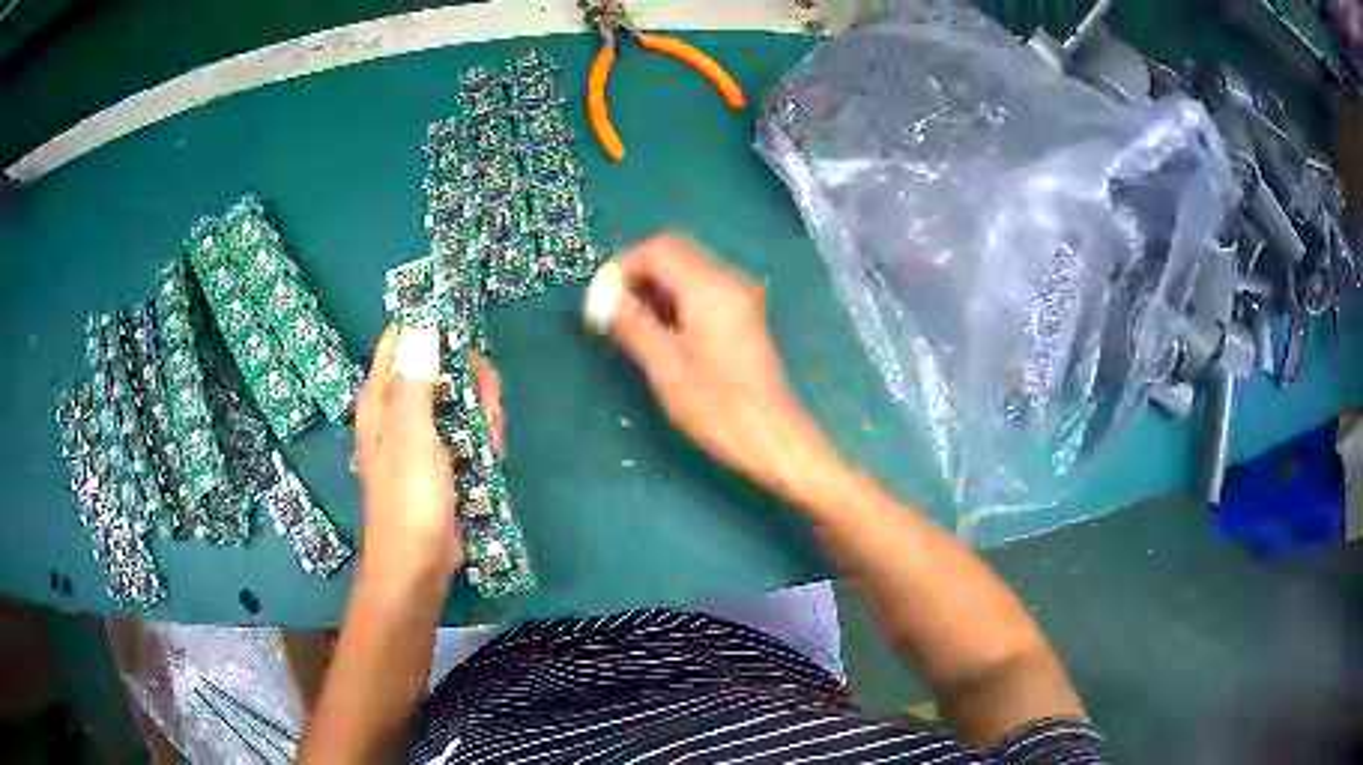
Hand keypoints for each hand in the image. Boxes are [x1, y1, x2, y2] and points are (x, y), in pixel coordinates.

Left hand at [353, 326, 503, 583]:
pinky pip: (467, 433)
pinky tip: (492, 455)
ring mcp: (424, 438)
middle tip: (485, 400)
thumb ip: (416, 377)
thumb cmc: (408, 495)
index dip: (427, 327)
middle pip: (439, 369)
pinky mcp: (444, 461)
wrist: (419, 562)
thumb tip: (422, 325)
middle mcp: (399, 411)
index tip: (462, 328)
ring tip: (490, 438)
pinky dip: (482, 439)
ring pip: (459, 401)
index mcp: (381, 398)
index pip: (400, 342)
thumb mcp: (411, 431)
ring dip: (481, 413)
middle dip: (468, 380)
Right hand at [609, 235, 841, 503]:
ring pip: (687, 272)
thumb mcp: (665, 366)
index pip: (659, 249)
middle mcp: (729, 280)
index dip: (623, 267)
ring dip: (654, 289)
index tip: (600, 300)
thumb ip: (632, 324)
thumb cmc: (718, 406)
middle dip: (637, 275)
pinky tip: (658, 331)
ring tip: (629, 324)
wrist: (772, 437)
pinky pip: (701, 291)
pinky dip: (674, 301)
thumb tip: (603, 299)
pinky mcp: (742, 316)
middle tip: (611, 311)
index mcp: (710, 287)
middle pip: (674, 254)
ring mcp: (740, 297)